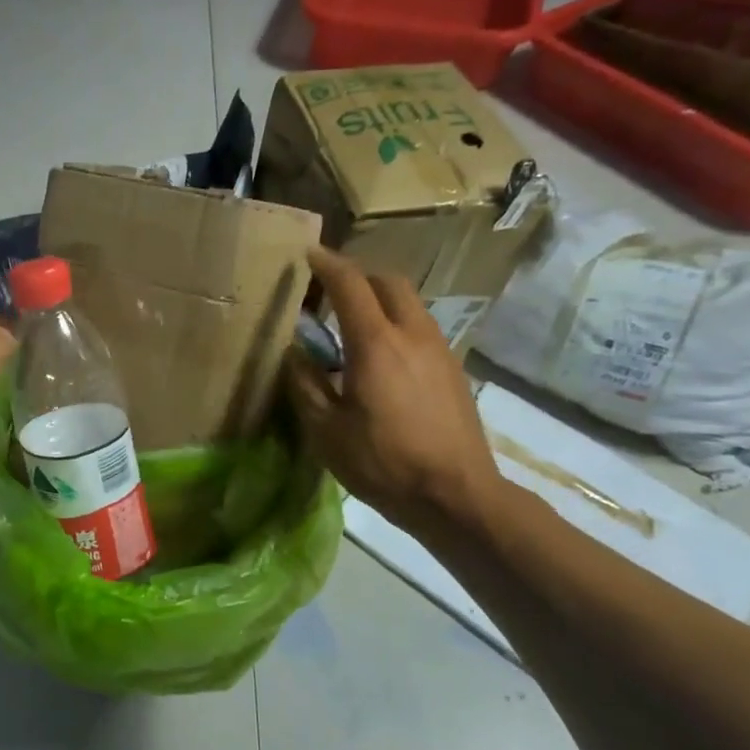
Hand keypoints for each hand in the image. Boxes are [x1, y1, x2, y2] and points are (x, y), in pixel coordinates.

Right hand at [286, 247, 501, 533]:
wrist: (456, 495)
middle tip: (330, 291)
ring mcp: (439, 350)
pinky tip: (382, 357)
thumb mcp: (326, 430)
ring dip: (380, 299)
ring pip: (409, 303)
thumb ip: (305, 384)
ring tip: (352, 324)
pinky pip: (420, 328)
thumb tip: (292, 352)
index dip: (327, 264)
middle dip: (358, 275)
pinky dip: (396, 323)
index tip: (307, 254)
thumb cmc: (383, 463)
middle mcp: (412, 334)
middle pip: (388, 281)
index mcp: (376, 344)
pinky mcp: (453, 369)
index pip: (350, 284)